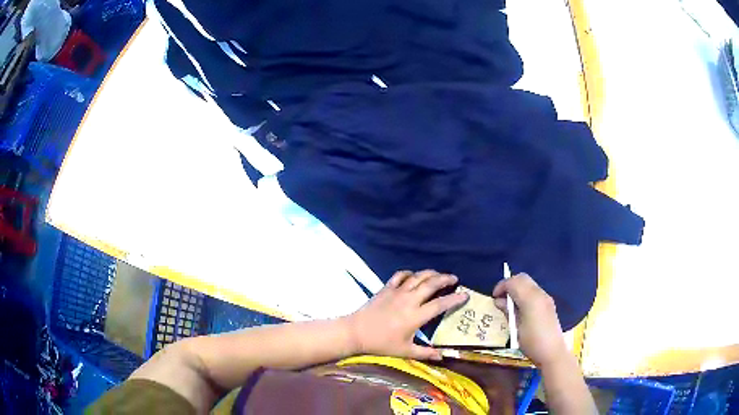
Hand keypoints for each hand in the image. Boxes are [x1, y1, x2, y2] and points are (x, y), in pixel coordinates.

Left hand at [346, 270, 468, 360]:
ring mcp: (397, 292)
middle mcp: (409, 300)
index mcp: (415, 316)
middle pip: (431, 284)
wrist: (356, 332)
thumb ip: (425, 353)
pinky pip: (400, 275)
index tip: (465, 295)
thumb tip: (443, 357)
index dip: (454, 299)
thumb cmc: (381, 343)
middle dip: (445, 279)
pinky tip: (414, 275)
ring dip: (431, 273)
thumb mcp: (404, 351)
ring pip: (418, 277)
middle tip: (455, 279)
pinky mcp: (386, 288)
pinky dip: (410, 273)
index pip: (440, 304)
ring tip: (440, 274)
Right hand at [492, 273, 568, 367]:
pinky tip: (520, 307)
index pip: (513, 282)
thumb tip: (499, 301)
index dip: (501, 286)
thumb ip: (508, 311)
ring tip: (509, 303)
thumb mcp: (516, 328)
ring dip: (517, 288)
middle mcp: (539, 293)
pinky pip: (534, 290)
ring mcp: (546, 297)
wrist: (552, 352)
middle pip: (522, 278)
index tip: (494, 297)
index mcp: (530, 299)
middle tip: (501, 297)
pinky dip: (525, 293)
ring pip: (529, 283)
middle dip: (510, 284)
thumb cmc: (531, 342)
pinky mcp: (549, 303)